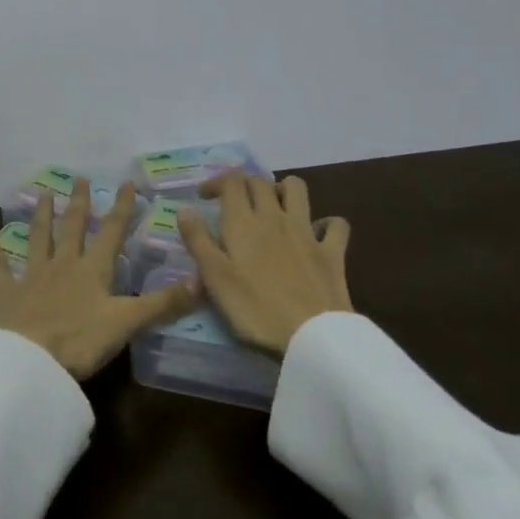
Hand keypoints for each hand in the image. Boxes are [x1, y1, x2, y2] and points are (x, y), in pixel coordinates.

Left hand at [0, 180, 201, 378]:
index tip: (127, 183)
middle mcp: (63, 265)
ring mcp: (33, 276)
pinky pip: (0, 267)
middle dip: (80, 203)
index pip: (112, 233)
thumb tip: (202, 282)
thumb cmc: (80, 341)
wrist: (29, 360)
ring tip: (44, 193)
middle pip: (73, 228)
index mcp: (93, 271)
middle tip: (81, 179)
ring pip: (39, 238)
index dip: (121, 208)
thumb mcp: (127, 323)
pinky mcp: (8, 293)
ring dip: (42, 216)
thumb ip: (163, 304)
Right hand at [177, 172, 351, 355]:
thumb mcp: (215, 277)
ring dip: (284, 189)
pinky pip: (336, 224)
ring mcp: (306, 232)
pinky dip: (327, 223)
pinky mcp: (332, 252)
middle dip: (245, 184)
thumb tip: (184, 209)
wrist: (311, 336)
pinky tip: (317, 233)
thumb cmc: (254, 308)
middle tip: (234, 203)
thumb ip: (198, 240)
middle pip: (260, 182)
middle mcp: (275, 217)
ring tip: (274, 206)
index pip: (231, 182)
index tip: (205, 197)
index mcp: (243, 222)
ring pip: (298, 190)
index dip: (216, 182)